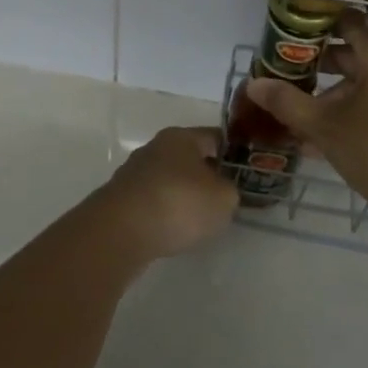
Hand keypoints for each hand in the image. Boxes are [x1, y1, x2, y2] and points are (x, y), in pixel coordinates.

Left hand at [95, 126, 238, 260]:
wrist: (121, 231)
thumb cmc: (179, 203)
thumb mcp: (223, 198)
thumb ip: (230, 191)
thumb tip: (222, 190)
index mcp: (181, 137)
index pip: (214, 137)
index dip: (233, 153)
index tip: (246, 171)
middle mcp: (155, 148)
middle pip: (189, 158)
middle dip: (207, 175)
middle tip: (225, 197)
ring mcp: (134, 173)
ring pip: (170, 180)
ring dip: (184, 195)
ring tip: (200, 219)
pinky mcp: (121, 199)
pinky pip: (153, 201)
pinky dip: (165, 212)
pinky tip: (173, 230)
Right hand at [245, 12, 367, 223]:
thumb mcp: (325, 126)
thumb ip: (287, 102)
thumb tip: (253, 83)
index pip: (345, 21)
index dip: (313, 26)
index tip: (285, 37)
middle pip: (353, 51)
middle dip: (317, 65)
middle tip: (283, 75)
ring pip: (365, 81)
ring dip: (332, 94)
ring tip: (297, 114)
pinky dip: (353, 109)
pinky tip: (322, 138)